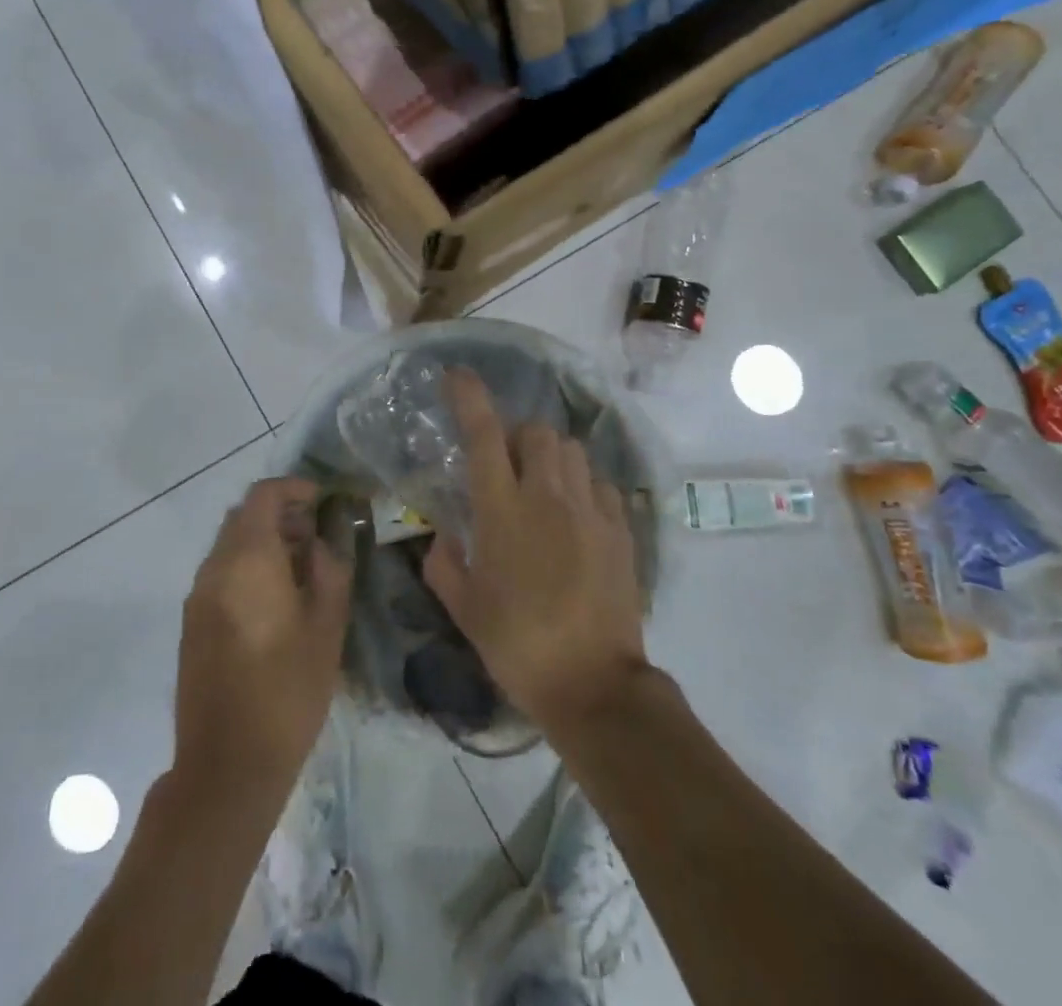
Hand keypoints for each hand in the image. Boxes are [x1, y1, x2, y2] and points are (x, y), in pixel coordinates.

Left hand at [173, 478, 353, 802]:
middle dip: (280, 514)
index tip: (322, 500)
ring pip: (230, 545)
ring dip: (263, 541)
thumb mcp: (326, 628)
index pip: (263, 496)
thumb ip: (330, 571)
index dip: (294, 489)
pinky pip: (220, 573)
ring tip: (301, 568)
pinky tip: (274, 600)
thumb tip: (322, 542)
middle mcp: (214, 568)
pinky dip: (247, 567)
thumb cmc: (287, 691)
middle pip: (243, 517)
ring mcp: (197, 596)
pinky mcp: (192, 623)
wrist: (226, 765)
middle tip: (316, 534)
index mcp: (247, 560)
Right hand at [424, 370, 647, 734]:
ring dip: (550, 456)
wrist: (594, 686)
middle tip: (505, 466)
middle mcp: (548, 498)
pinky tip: (574, 515)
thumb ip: (444, 565)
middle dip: (517, 436)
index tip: (457, 375)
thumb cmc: (518, 646)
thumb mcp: (465, 609)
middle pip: (537, 432)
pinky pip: (599, 483)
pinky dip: (582, 485)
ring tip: (541, 486)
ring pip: (571, 450)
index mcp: (502, 511)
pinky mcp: (620, 530)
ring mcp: (590, 511)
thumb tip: (441, 539)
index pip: (484, 436)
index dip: (470, 398)